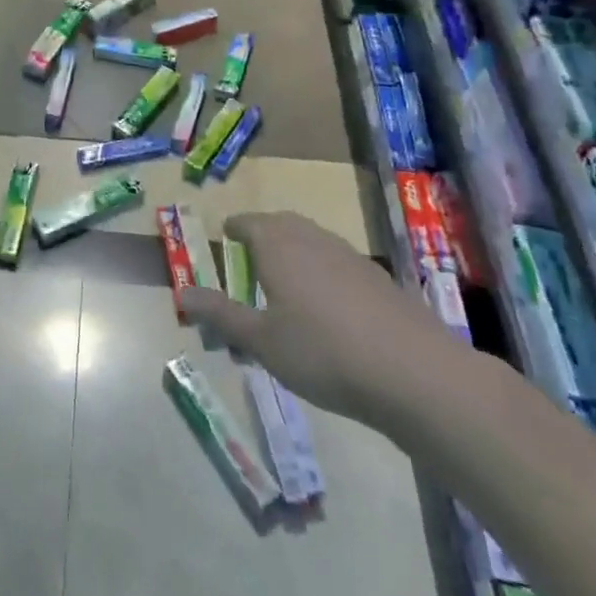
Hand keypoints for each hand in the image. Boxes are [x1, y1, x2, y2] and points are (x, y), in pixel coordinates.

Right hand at [179, 212, 464, 426]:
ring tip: (286, 277)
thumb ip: (222, 315)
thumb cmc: (322, 352)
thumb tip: (182, 295)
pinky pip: (339, 262)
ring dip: (295, 249)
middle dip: (264, 232)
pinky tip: (328, 304)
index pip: (249, 223)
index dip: (235, 227)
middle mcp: (313, 240)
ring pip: (314, 240)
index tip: (226, 234)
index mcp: (278, 246)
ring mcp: (351, 257)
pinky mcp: (379, 280)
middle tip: (251, 251)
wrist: (414, 372)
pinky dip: (323, 270)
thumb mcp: (261, 341)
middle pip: (283, 223)